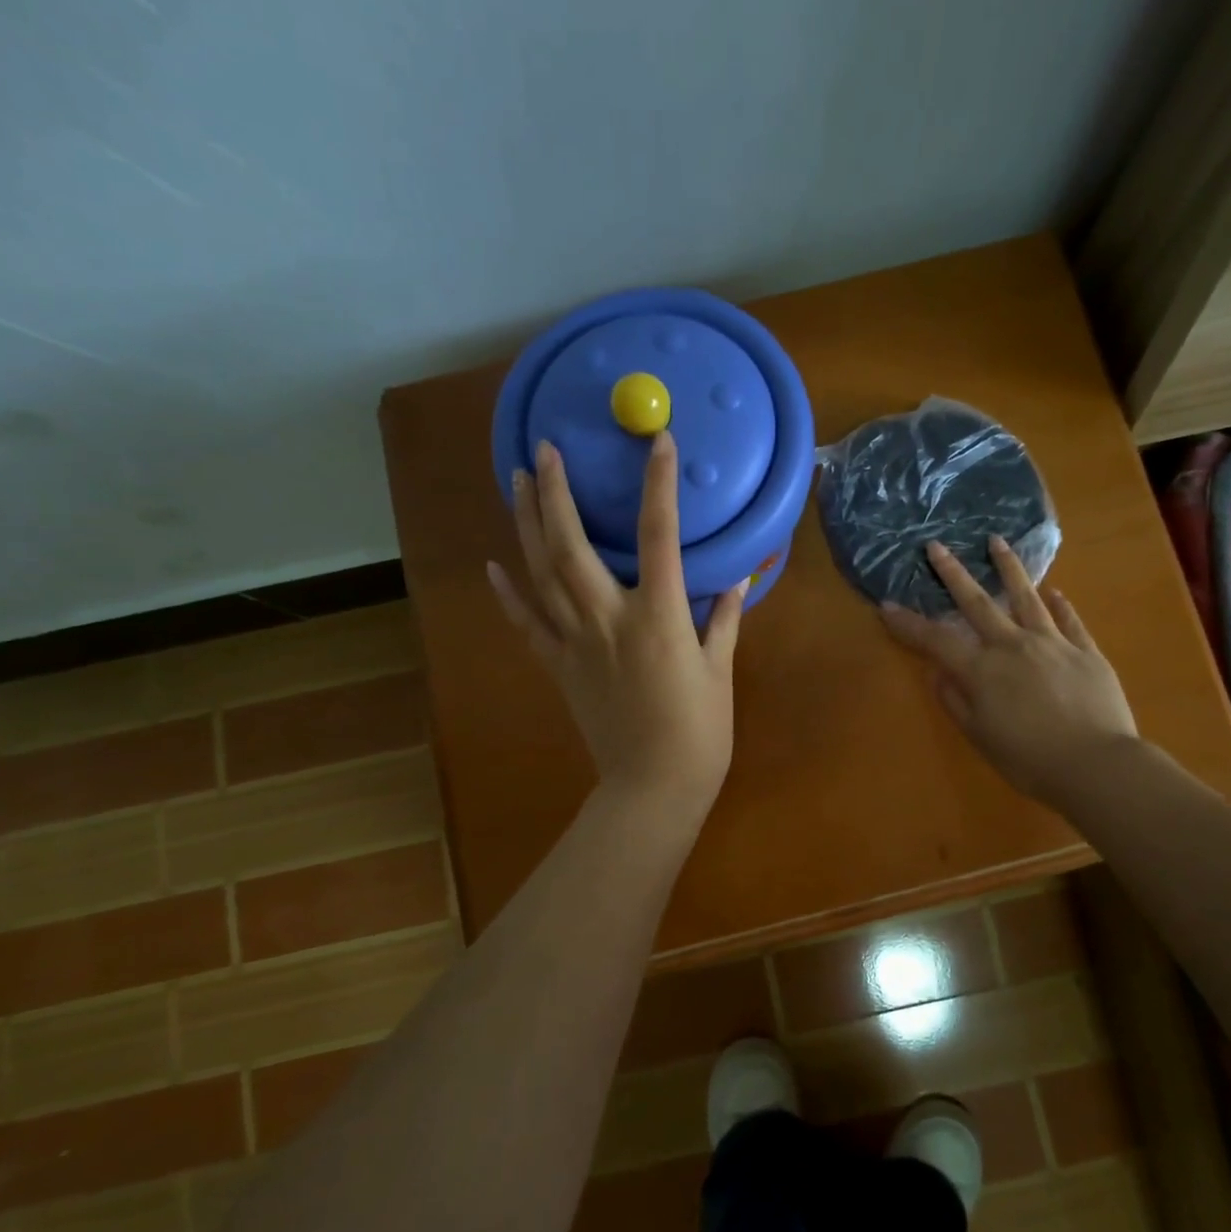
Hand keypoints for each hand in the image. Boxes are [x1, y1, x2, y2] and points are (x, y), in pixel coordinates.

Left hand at [488, 433, 745, 817]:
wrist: (652, 788)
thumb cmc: (699, 732)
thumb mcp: (720, 671)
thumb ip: (724, 619)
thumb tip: (737, 578)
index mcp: (659, 617)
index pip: (658, 536)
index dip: (658, 485)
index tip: (657, 443)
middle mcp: (608, 619)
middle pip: (572, 545)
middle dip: (556, 493)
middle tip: (544, 450)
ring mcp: (576, 643)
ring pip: (542, 574)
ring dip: (527, 525)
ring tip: (518, 482)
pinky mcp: (559, 667)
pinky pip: (527, 624)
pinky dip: (508, 593)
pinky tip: (493, 564)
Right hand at [881, 537, 1136, 812]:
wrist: (1097, 765)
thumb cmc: (1029, 760)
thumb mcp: (980, 737)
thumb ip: (955, 702)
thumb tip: (936, 673)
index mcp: (982, 670)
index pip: (936, 640)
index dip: (909, 624)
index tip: (886, 606)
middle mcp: (1013, 646)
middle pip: (978, 603)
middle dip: (953, 573)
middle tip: (936, 546)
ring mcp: (1053, 644)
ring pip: (1027, 597)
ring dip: (1008, 568)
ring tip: (997, 542)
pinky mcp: (1086, 652)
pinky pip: (1070, 621)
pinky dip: (1061, 605)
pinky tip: (1055, 592)